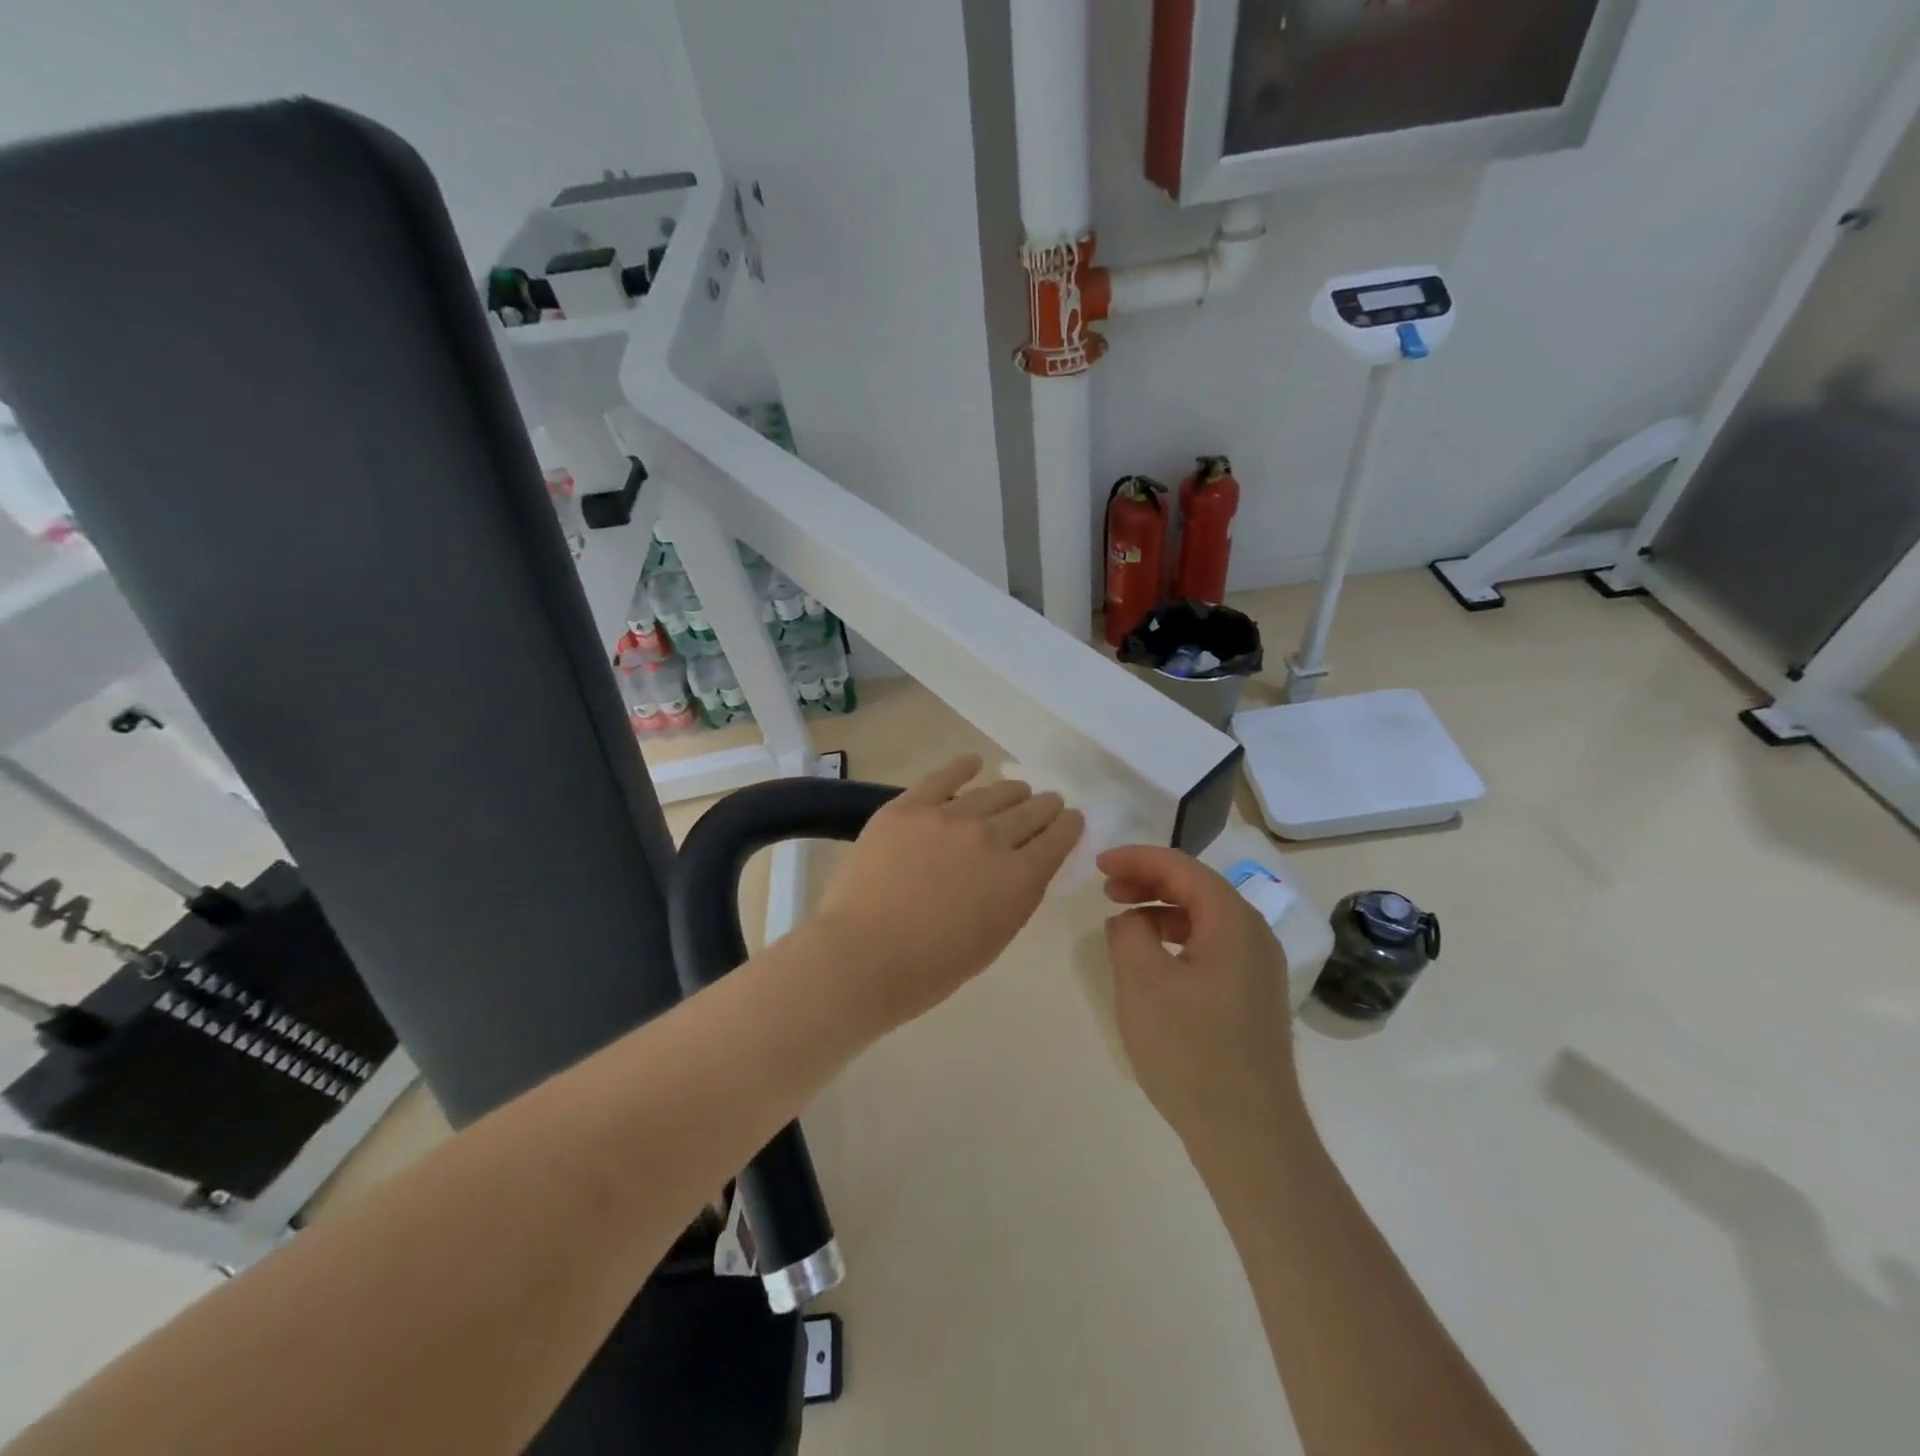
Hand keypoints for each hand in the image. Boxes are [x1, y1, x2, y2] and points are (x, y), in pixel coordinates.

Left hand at [817, 755, 1082, 1030]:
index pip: (1057, 839)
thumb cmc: (931, 967)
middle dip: (1044, 806)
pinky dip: (962, 767)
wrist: (864, 955)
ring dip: (1011, 791)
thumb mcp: (994, 937)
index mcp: (1020, 878)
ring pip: (992, 793)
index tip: (1071, 818)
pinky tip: (973, 762)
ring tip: (1016, 789)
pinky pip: (942, 777)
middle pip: (1029, 811)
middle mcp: (992, 837)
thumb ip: (1015, 896)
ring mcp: (949, 817)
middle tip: (1048, 802)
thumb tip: (1021, 867)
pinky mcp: (909, 807)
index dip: (1068, 826)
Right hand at [1098, 845, 1304, 1150]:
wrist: (1249, 1135)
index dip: (1137, 858)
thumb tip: (1130, 919)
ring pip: (1204, 917)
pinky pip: (1211, 946)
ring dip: (1161, 910)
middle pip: (1197, 887)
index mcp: (1233, 921)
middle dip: (1148, 880)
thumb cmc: (1191, 1051)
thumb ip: (1128, 932)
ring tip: (1123, 922)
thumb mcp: (1142, 982)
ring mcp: (1258, 968)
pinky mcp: (1252, 996)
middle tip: (1106, 889)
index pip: (1182, 868)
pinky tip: (1152, 962)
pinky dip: (1176, 939)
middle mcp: (1254, 935)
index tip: (1098, 864)